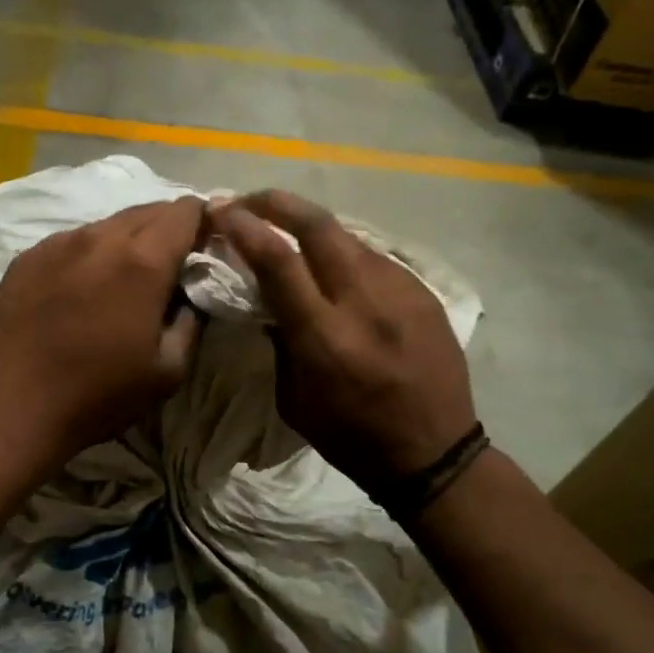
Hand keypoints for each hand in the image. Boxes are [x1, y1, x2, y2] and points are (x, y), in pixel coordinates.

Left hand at [0, 197, 206, 467]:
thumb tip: (191, 294)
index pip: (185, 212)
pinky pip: (70, 240)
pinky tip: (81, 286)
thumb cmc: (99, 395)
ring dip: (126, 239)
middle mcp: (100, 238)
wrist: (13, 408)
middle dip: (167, 227)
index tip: (206, 243)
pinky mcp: (27, 257)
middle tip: (170, 261)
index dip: (203, 220)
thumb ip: (190, 321)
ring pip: (106, 224)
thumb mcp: (168, 370)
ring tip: (123, 275)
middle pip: (146, 210)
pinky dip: (88, 253)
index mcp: (143, 262)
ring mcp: (58, 243)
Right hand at [210, 190, 476, 495]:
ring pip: (348, 236)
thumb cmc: (350, 437)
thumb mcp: (294, 400)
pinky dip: (345, 254)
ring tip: (289, 232)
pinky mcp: (423, 292)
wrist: (433, 452)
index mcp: (325, 337)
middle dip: (277, 203)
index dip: (244, 227)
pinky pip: (375, 258)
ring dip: (311, 227)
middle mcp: (364, 302)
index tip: (221, 210)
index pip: (278, 260)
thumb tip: (270, 300)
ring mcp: (401, 291)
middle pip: (318, 226)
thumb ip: (281, 342)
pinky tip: (335, 268)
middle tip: (249, 200)